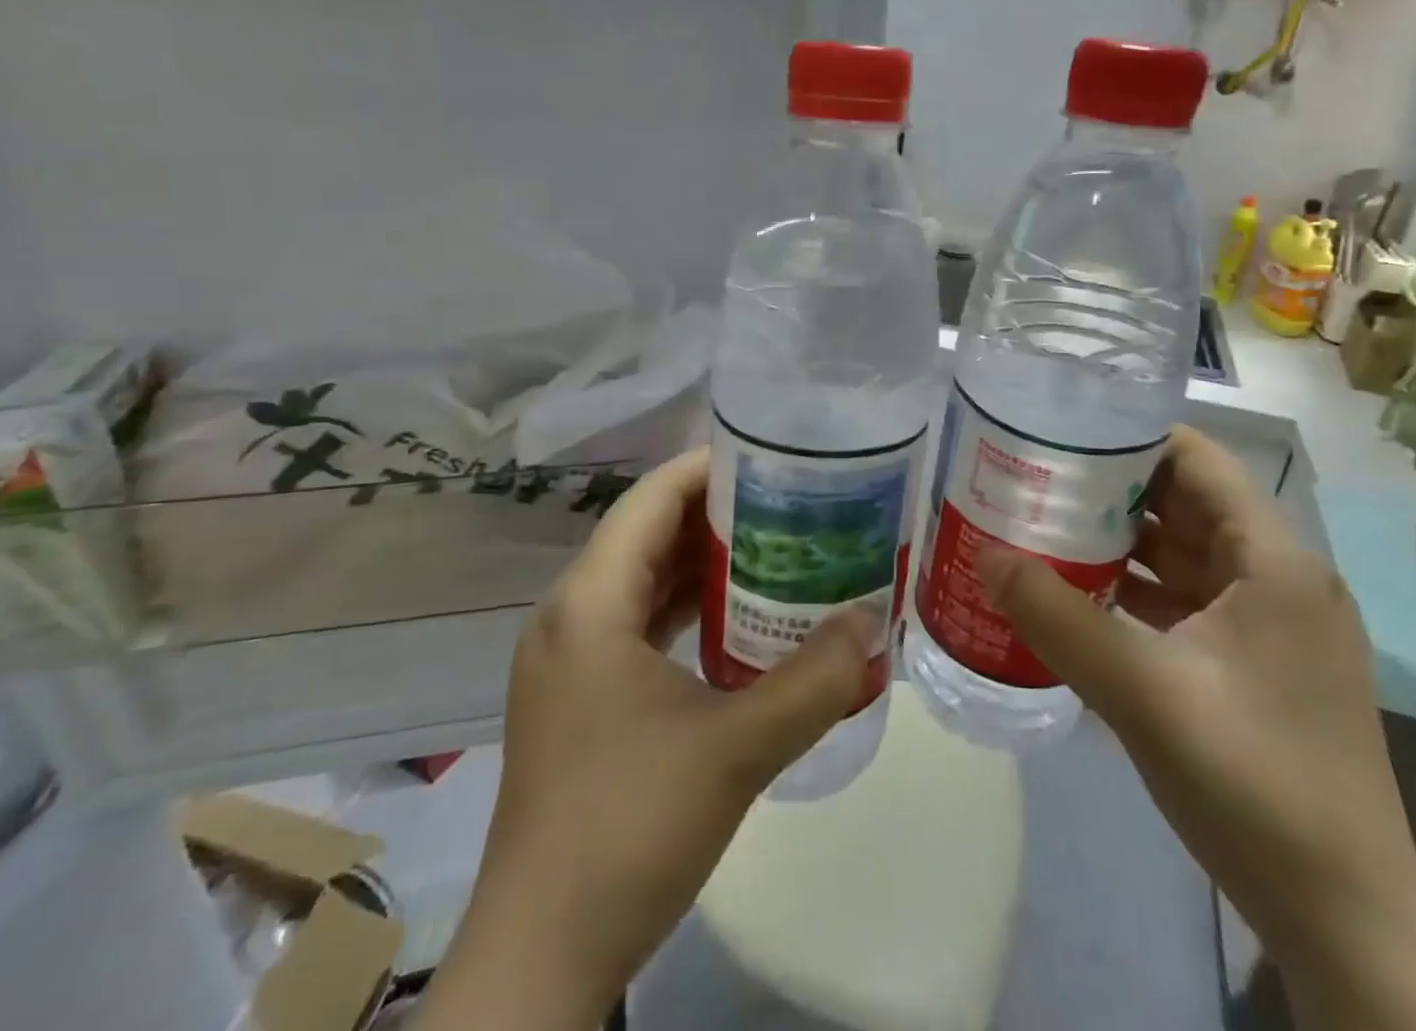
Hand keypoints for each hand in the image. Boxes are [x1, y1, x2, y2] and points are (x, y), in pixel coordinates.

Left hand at [418, 448, 879, 1030]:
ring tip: (775, 549)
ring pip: (642, 579)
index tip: (774, 459)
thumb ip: (814, 680)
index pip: (651, 498)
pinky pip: (637, 622)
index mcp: (590, 602)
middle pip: (647, 532)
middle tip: (791, 503)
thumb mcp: (737, 748)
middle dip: (718, 513)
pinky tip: (737, 621)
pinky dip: (686, 608)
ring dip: (704, 563)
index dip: (709, 468)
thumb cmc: (629, 829)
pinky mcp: (578, 696)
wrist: (542, 955)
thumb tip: (873, 621)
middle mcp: (570, 614)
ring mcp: (569, 658)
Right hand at [977, 427, 1415, 1030]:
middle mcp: (1278, 578)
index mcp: (1273, 562)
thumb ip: (1058, 619)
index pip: (1196, 460)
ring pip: (1181, 554)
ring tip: (1041, 526)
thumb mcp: (1144, 694)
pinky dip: (1133, 589)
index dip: (1128, 436)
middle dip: (1109, 487)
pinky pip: (1184, 600)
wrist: (1345, 925)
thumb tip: (985, 557)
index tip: (1057, 435)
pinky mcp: (1254, 664)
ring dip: (1117, 541)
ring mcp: (1269, 624)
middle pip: (1183, 503)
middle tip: (1032, 478)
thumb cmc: (1256, 786)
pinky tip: (1078, 595)